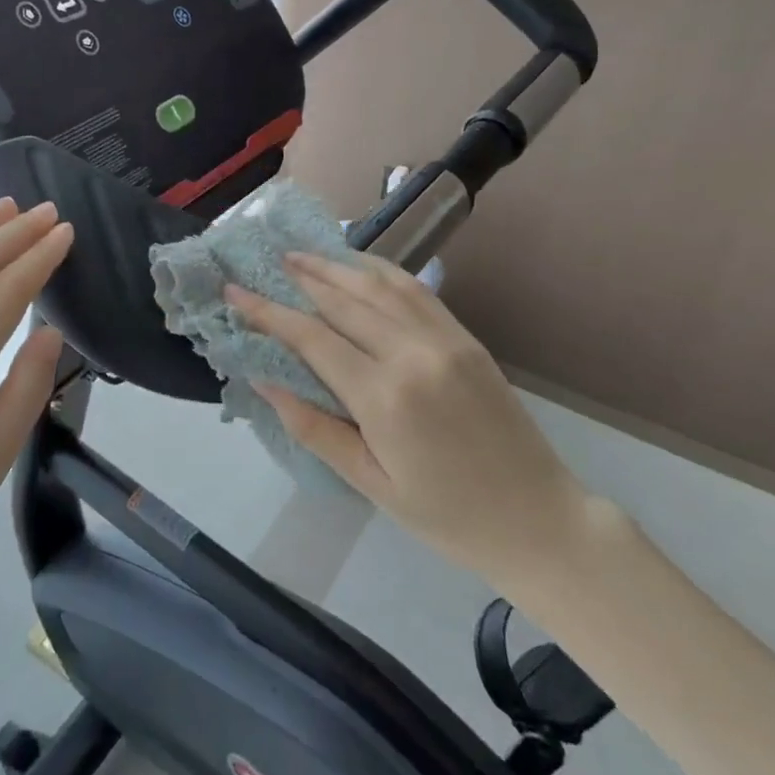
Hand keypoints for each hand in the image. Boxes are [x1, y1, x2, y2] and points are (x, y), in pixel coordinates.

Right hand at [228, 253, 589, 581]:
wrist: (540, 520)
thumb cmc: (447, 516)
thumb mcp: (370, 484)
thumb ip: (314, 428)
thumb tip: (264, 379)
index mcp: (384, 396)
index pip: (311, 337)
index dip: (267, 311)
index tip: (234, 290)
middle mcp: (412, 353)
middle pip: (342, 299)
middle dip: (298, 277)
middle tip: (265, 260)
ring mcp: (444, 339)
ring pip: (378, 285)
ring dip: (336, 265)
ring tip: (302, 254)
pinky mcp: (466, 337)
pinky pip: (415, 290)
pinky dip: (381, 270)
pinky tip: (360, 265)